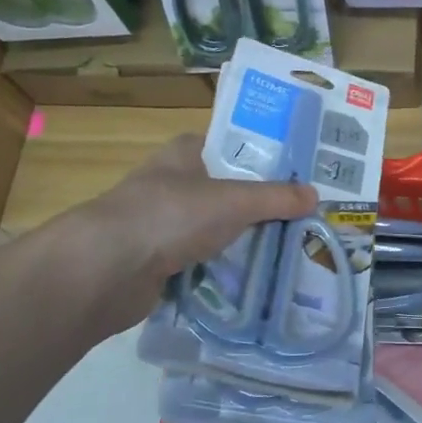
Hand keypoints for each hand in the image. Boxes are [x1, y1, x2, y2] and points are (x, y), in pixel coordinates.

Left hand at [55, 134, 316, 329]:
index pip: (231, 146)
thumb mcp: (233, 201)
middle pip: (227, 189)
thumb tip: (316, 195)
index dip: (264, 156)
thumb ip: (275, 198)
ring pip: (215, 227)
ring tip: (289, 246)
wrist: (105, 270)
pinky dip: (223, 268)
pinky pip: (202, 260)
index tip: (300, 173)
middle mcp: (173, 182)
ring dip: (243, 238)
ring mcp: (163, 223)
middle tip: (304, 214)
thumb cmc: (170, 215)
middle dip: (260, 203)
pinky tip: (255, 276)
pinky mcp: (158, 260)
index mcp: (184, 153)